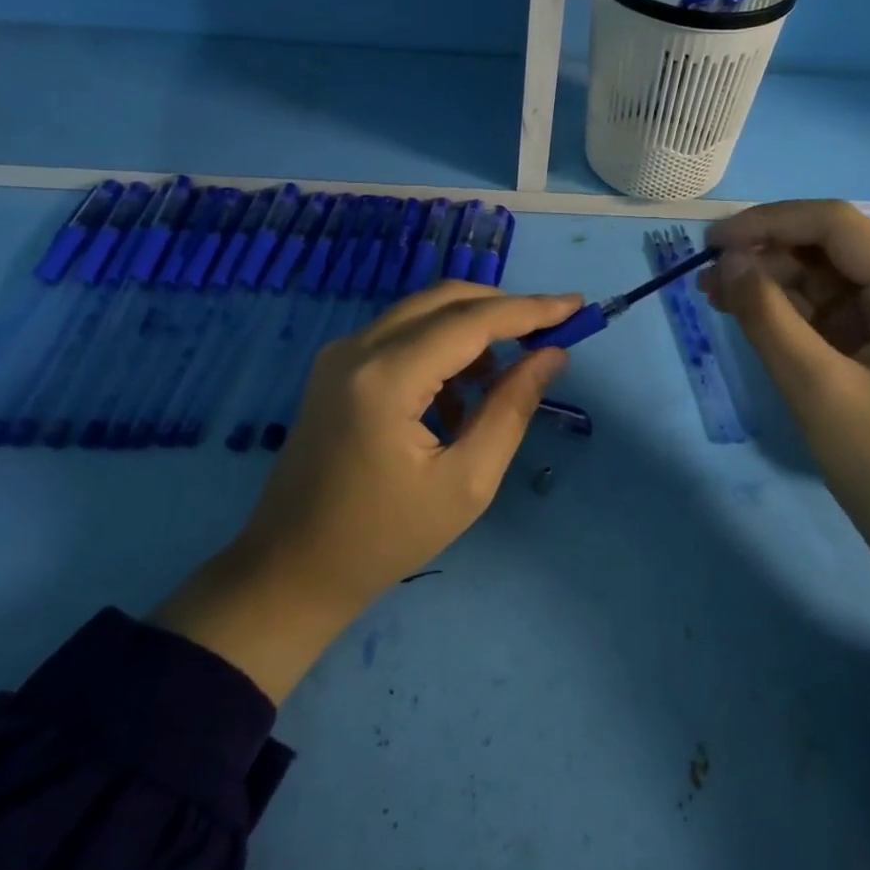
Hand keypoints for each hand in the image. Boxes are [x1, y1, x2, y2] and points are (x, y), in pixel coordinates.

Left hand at [155, 282, 581, 700]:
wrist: (292, 570)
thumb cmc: (386, 537)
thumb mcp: (467, 482)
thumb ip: (512, 408)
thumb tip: (552, 355)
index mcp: (387, 377)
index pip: (472, 321)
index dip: (530, 310)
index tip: (577, 306)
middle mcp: (358, 348)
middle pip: (446, 300)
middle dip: (504, 310)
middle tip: (550, 333)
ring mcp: (341, 354)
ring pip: (423, 312)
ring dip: (473, 330)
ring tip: (504, 379)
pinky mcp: (336, 368)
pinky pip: (402, 335)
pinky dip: (441, 348)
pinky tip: (457, 399)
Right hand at [704, 201, 869, 686]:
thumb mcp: (819, 389)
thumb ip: (770, 318)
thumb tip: (728, 263)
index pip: (836, 226)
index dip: (770, 222)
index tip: (712, 243)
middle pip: (829, 248)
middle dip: (766, 251)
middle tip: (705, 273)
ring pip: (821, 280)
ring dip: (768, 280)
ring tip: (712, 294)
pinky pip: (822, 314)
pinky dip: (782, 311)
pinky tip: (742, 312)